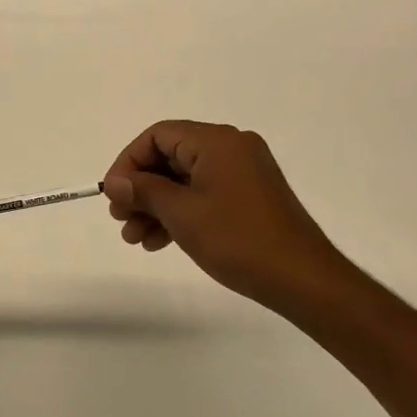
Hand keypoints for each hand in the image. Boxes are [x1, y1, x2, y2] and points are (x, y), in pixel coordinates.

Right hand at [103, 121, 350, 319]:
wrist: (304, 280)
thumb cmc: (238, 240)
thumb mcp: (182, 214)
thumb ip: (144, 191)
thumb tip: (115, 181)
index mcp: (217, 140)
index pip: (158, 136)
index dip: (129, 162)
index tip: (112, 194)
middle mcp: (231, 146)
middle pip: (171, 156)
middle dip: (141, 189)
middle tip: (120, 220)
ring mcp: (244, 171)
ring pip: (186, 179)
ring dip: (157, 205)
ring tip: (135, 239)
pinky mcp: (250, 195)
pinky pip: (205, 192)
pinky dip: (181, 212)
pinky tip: (160, 241)